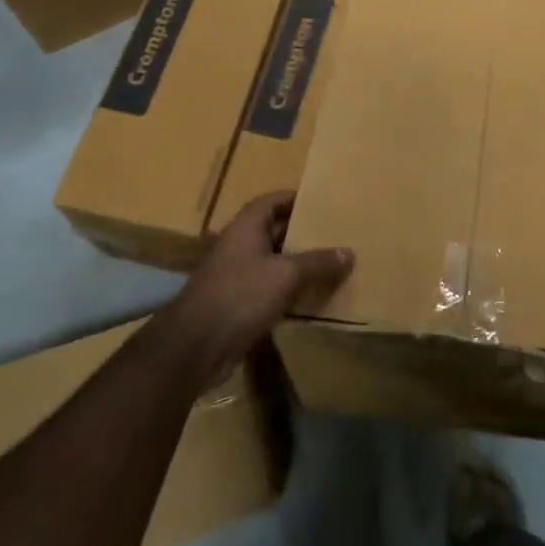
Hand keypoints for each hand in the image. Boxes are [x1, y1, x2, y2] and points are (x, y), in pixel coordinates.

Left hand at [161, 192, 352, 388]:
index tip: (321, 202)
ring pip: (272, 263)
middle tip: (334, 233)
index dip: (294, 199)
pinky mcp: (237, 305)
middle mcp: (238, 247)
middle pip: (273, 231)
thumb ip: (317, 262)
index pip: (271, 201)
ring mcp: (235, 277)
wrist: (195, 346)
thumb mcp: (285, 275)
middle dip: (301, 232)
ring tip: (330, 263)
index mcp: (245, 228)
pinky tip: (311, 296)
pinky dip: (288, 291)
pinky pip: (268, 290)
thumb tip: (349, 252)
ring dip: (296, 264)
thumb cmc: (240, 295)